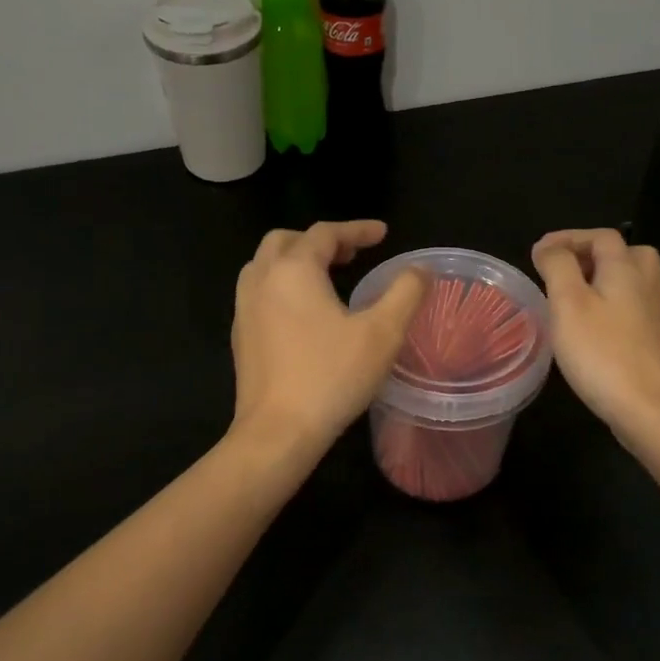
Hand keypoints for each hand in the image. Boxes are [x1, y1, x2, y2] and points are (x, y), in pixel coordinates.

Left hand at [230, 221, 428, 456]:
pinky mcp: (240, 336)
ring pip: (266, 266)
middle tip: (352, 254)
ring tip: (327, 277)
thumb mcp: (383, 333)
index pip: (325, 233)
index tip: (383, 234)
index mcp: (293, 270)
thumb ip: (405, 293)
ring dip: (297, 261)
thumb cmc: (332, 376)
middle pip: (286, 241)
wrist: (277, 432)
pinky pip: (259, 293)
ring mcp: (244, 309)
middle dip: (320, 241)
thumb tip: (419, 269)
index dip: (357, 229)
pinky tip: (305, 314)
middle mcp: (261, 280)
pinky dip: (283, 286)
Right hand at [531, 228, 659, 441]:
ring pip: (635, 281)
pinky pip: (637, 307)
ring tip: (577, 296)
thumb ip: (557, 267)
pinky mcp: (659, 340)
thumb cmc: (602, 353)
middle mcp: (649, 284)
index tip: (539, 254)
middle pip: (627, 253)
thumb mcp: (568, 304)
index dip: (568, 238)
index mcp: (626, 268)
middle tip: (565, 271)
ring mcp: (658, 313)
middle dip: (594, 255)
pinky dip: (616, 304)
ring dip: (606, 279)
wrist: (651, 409)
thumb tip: (548, 247)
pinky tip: (597, 326)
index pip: (600, 236)